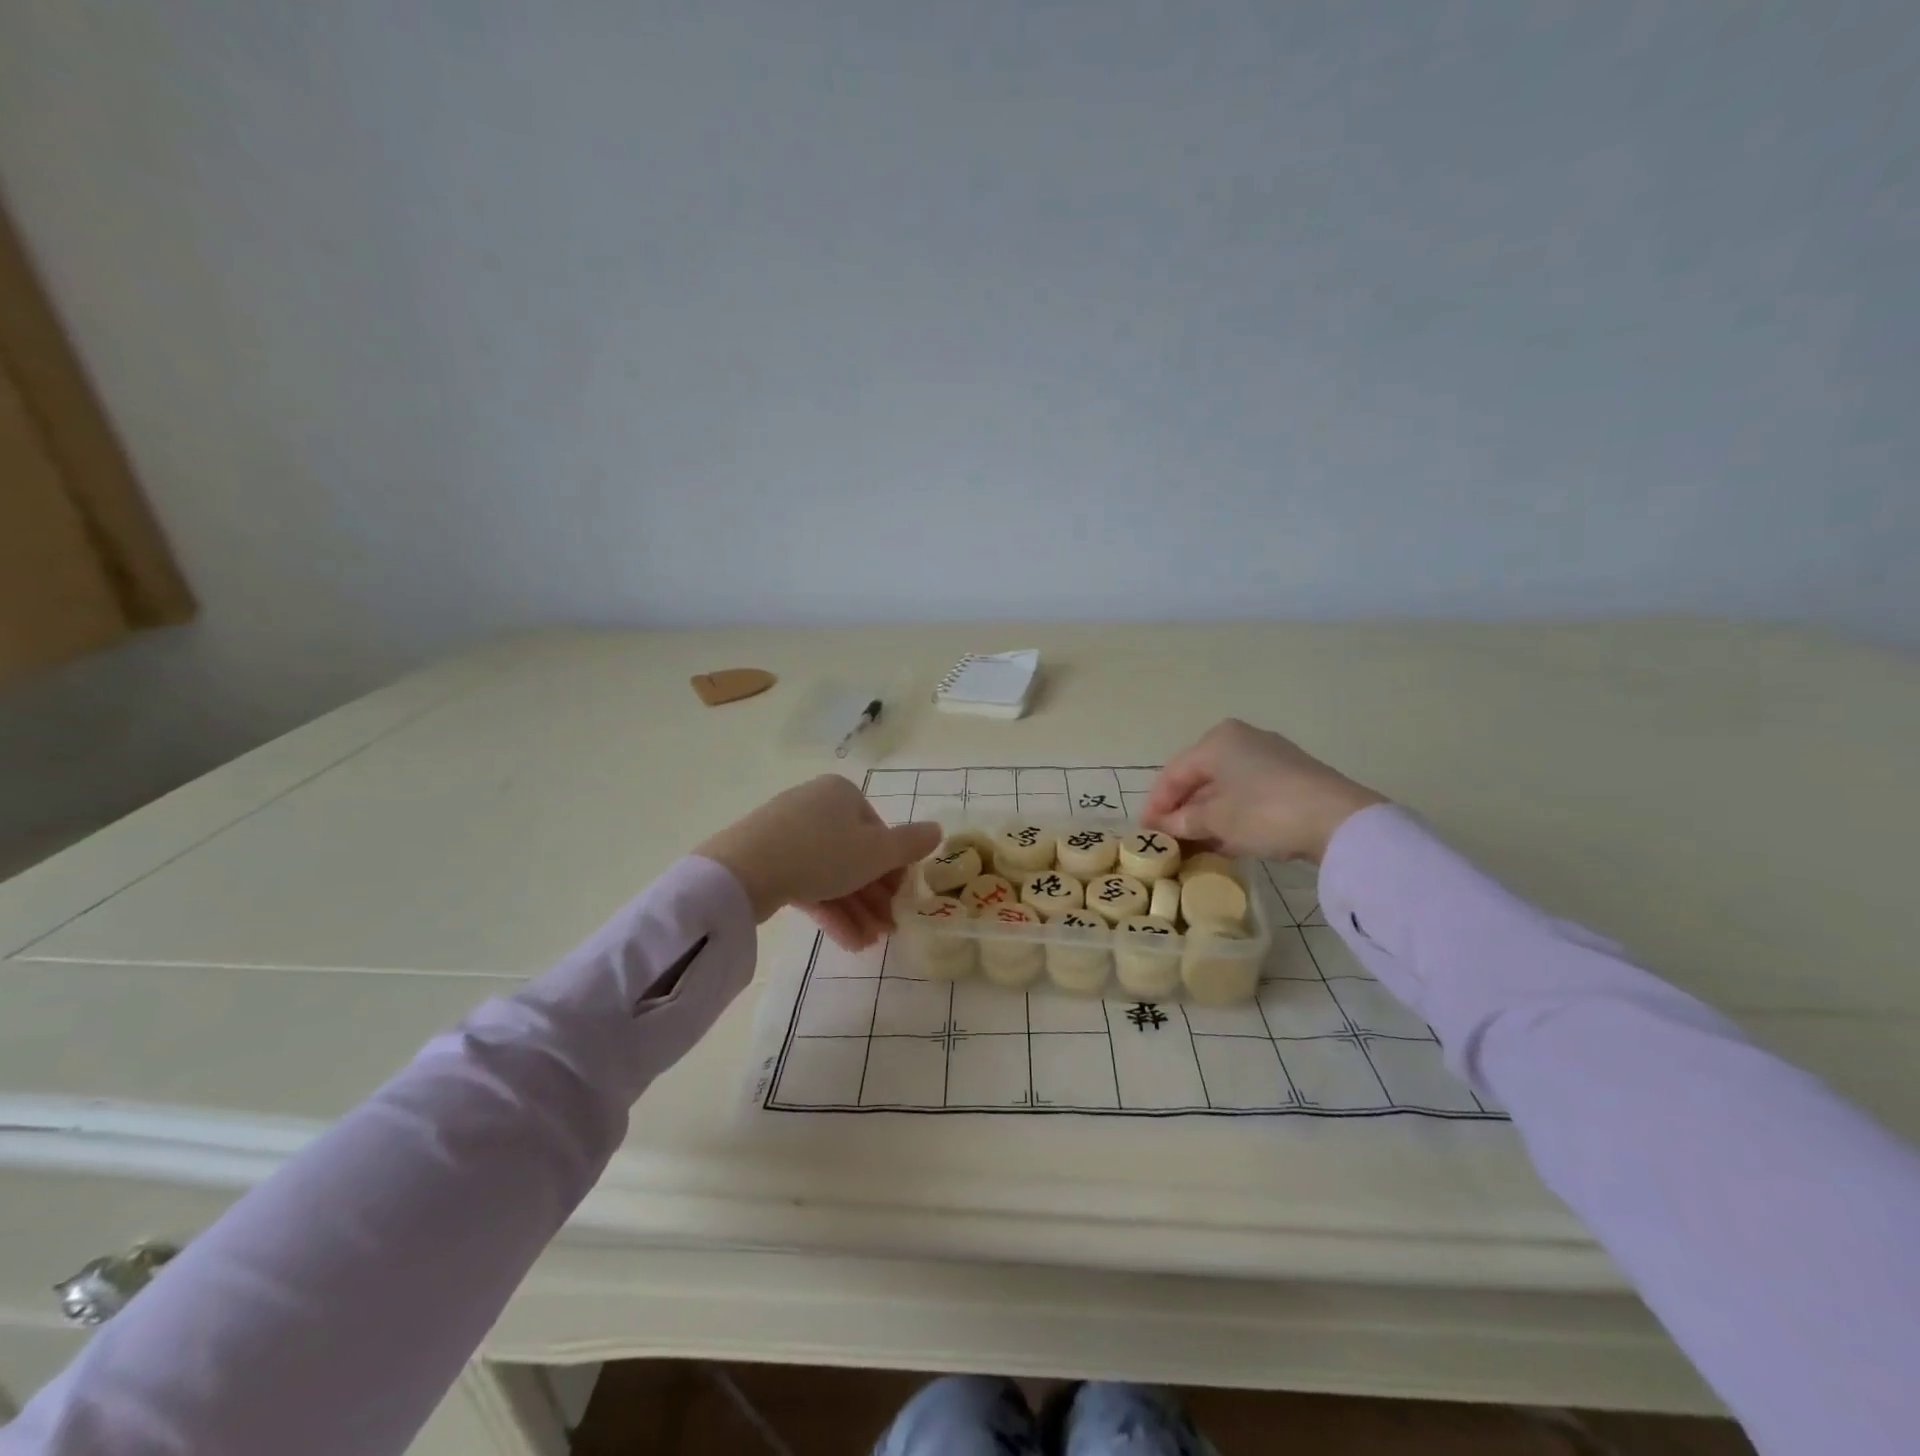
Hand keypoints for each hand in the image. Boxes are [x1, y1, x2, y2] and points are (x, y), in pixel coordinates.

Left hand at [696, 776, 941, 948]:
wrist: (743, 871)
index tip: (902, 899)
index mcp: (842, 794)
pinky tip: (848, 942)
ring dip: (856, 909)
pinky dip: (829, 909)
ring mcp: (787, 833)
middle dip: (875, 896)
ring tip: (870, 943)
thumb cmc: (822, 853)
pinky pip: (807, 883)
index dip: (894, 867)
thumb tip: (938, 830)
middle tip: (889, 929)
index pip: (878, 831)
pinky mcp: (767, 860)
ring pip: (832, 873)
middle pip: (855, 854)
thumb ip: (910, 844)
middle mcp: (816, 806)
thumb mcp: (876, 852)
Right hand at [1141, 719, 1388, 863]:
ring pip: (1225, 789)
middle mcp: (1242, 741)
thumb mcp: (1216, 820)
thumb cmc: (1264, 811)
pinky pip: (1248, 796)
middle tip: (1168, 839)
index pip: (1174, 773)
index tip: (1145, 832)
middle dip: (1182, 811)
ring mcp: (1270, 759)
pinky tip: (1224, 842)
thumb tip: (1164, 827)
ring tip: (1192, 846)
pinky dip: (1232, 817)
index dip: (1156, 804)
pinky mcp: (1292, 780)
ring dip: (1207, 817)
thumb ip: (1184, 822)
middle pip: (1200, 779)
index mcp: (1218, 740)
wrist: (1339, 821)